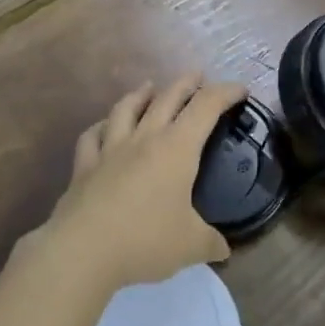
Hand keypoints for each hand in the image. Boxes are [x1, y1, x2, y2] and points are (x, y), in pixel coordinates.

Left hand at [44, 76, 245, 290]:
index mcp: (176, 149)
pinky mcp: (85, 164)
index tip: (240, 89)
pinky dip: (100, 126)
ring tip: (148, 86)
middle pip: (167, 98)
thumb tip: (223, 250)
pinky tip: (103, 127)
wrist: (85, 248)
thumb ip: (210, 243)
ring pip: (126, 109)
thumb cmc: (146, 239)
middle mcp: (144, 138)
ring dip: (140, 94)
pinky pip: (92, 136)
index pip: (205, 107)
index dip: (225, 93)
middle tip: (197, 76)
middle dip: (185, 84)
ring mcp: (110, 148)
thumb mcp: (191, 245)